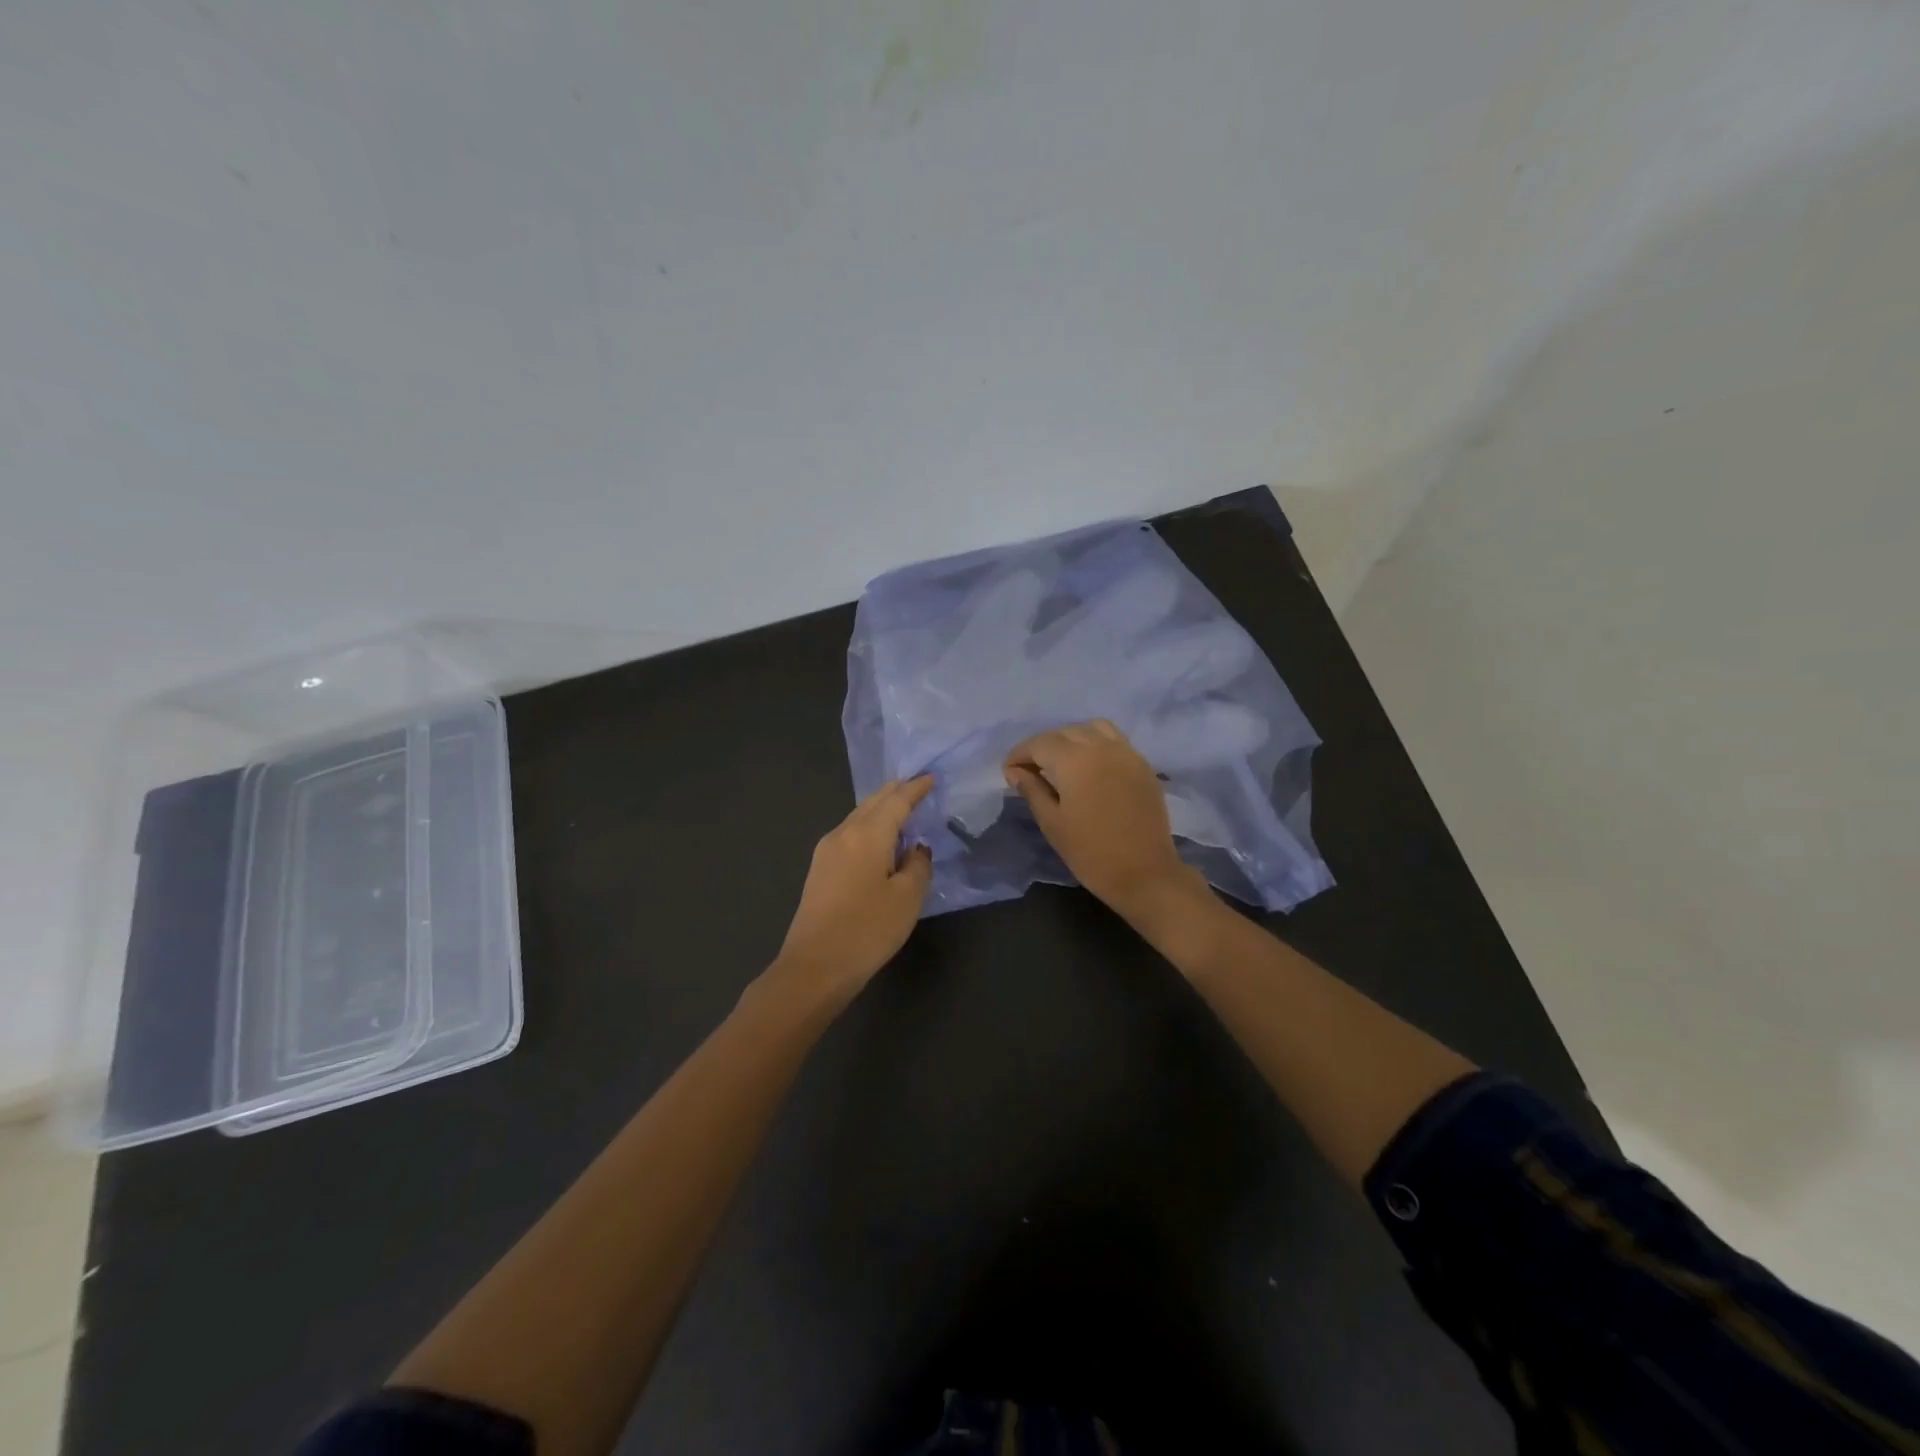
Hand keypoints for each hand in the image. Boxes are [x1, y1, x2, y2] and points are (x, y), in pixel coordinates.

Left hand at [769, 777, 934, 1010]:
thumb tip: (915, 849)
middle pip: (873, 802)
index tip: (932, 777)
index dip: (916, 788)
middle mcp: (844, 833)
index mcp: (867, 834)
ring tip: (903, 809)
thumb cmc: (867, 930)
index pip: (896, 800)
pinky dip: (870, 826)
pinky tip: (880, 839)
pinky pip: (850, 833)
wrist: (814, 968)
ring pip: (859, 816)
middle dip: (896, 792)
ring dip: (881, 809)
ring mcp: (826, 851)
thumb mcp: (907, 898)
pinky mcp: (820, 869)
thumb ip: (918, 865)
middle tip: (918, 786)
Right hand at [1004, 721, 1203, 918]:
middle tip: (1031, 770)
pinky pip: (1114, 740)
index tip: (1009, 772)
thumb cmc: (1090, 852)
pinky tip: (1090, 767)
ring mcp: (1126, 753)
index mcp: (1074, 760)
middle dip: (1043, 746)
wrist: (1145, 873)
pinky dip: (1096, 743)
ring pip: (1092, 729)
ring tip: (1062, 763)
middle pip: (1064, 733)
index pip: (1039, 743)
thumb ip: (1032, 790)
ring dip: (1071, 739)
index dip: (1019, 754)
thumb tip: (1015, 771)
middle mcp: (1101, 746)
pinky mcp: (1142, 765)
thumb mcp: (1052, 822)